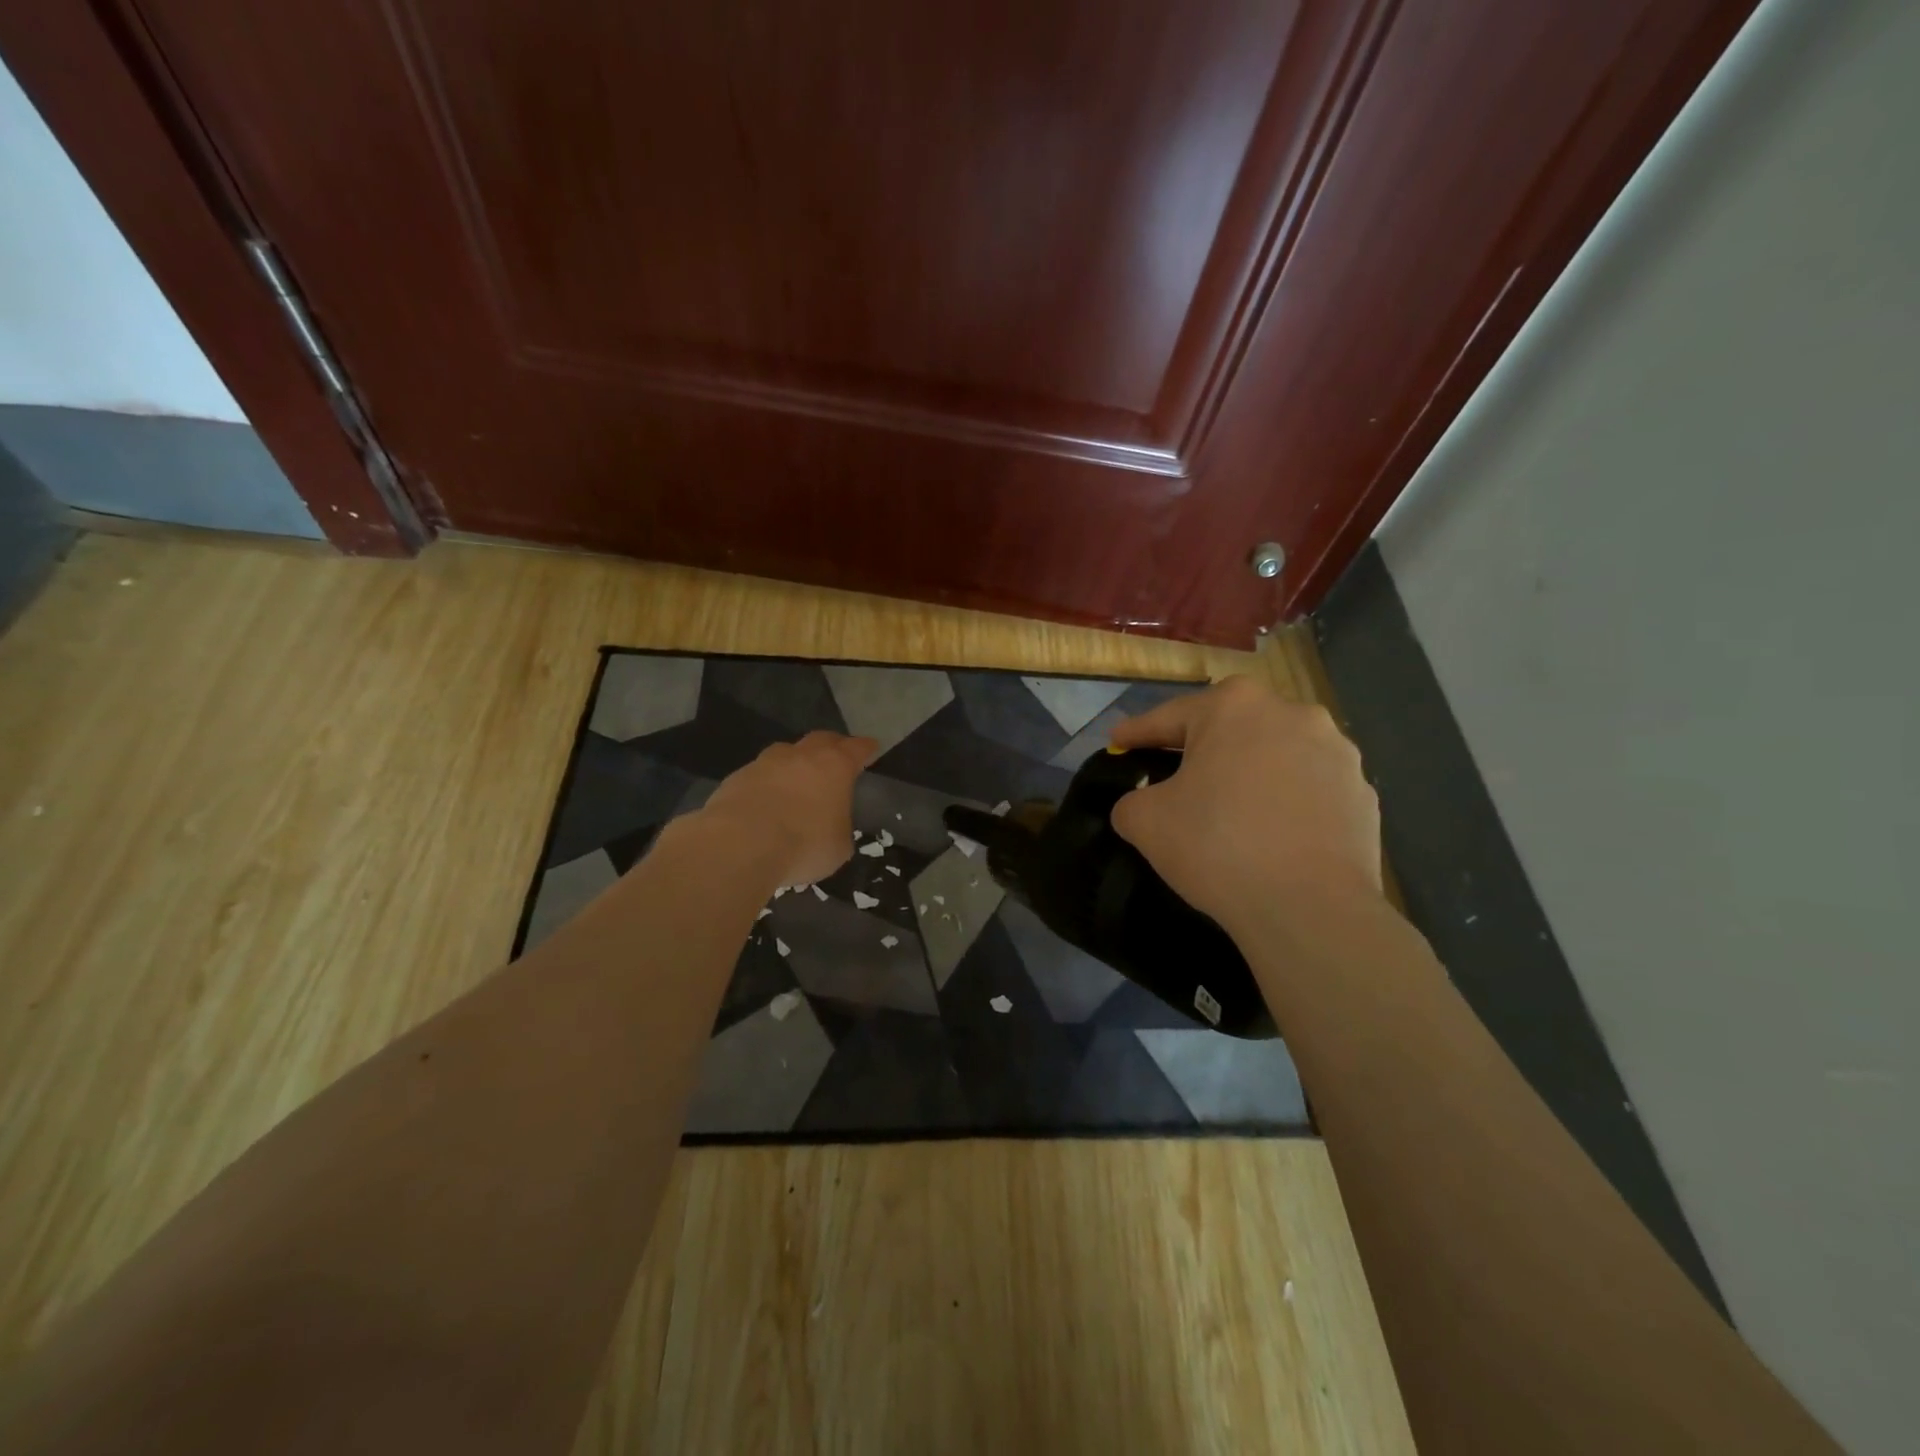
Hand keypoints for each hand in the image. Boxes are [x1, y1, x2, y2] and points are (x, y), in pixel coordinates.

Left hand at [696, 731, 878, 888]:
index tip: (871, 748)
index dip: (866, 748)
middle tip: (837, 757)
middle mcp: (801, 755)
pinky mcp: (736, 778)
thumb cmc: (803, 844)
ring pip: (786, 753)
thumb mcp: (838, 847)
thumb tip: (831, 827)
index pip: (857, 748)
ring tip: (797, 781)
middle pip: (821, 740)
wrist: (740, 844)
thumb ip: (839, 828)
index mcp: (835, 766)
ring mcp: (765, 763)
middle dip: (832, 746)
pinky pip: (759, 775)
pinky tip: (765, 803)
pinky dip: (767, 784)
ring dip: (794, 763)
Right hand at [1108, 676, 1381, 938]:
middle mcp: (1291, 713)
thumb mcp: (1144, 821)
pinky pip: (1307, 789)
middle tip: (1171, 780)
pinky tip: (1270, 835)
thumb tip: (1141, 805)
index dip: (1137, 733)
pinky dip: (1284, 803)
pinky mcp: (1362, 793)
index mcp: (1234, 707)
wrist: (1309, 908)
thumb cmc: (1217, 846)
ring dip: (1247, 774)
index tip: (1117, 744)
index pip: (1169, 718)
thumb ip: (1130, 800)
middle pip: (1228, 730)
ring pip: (1272, 756)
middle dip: (1198, 751)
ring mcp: (1337, 752)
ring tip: (1228, 811)